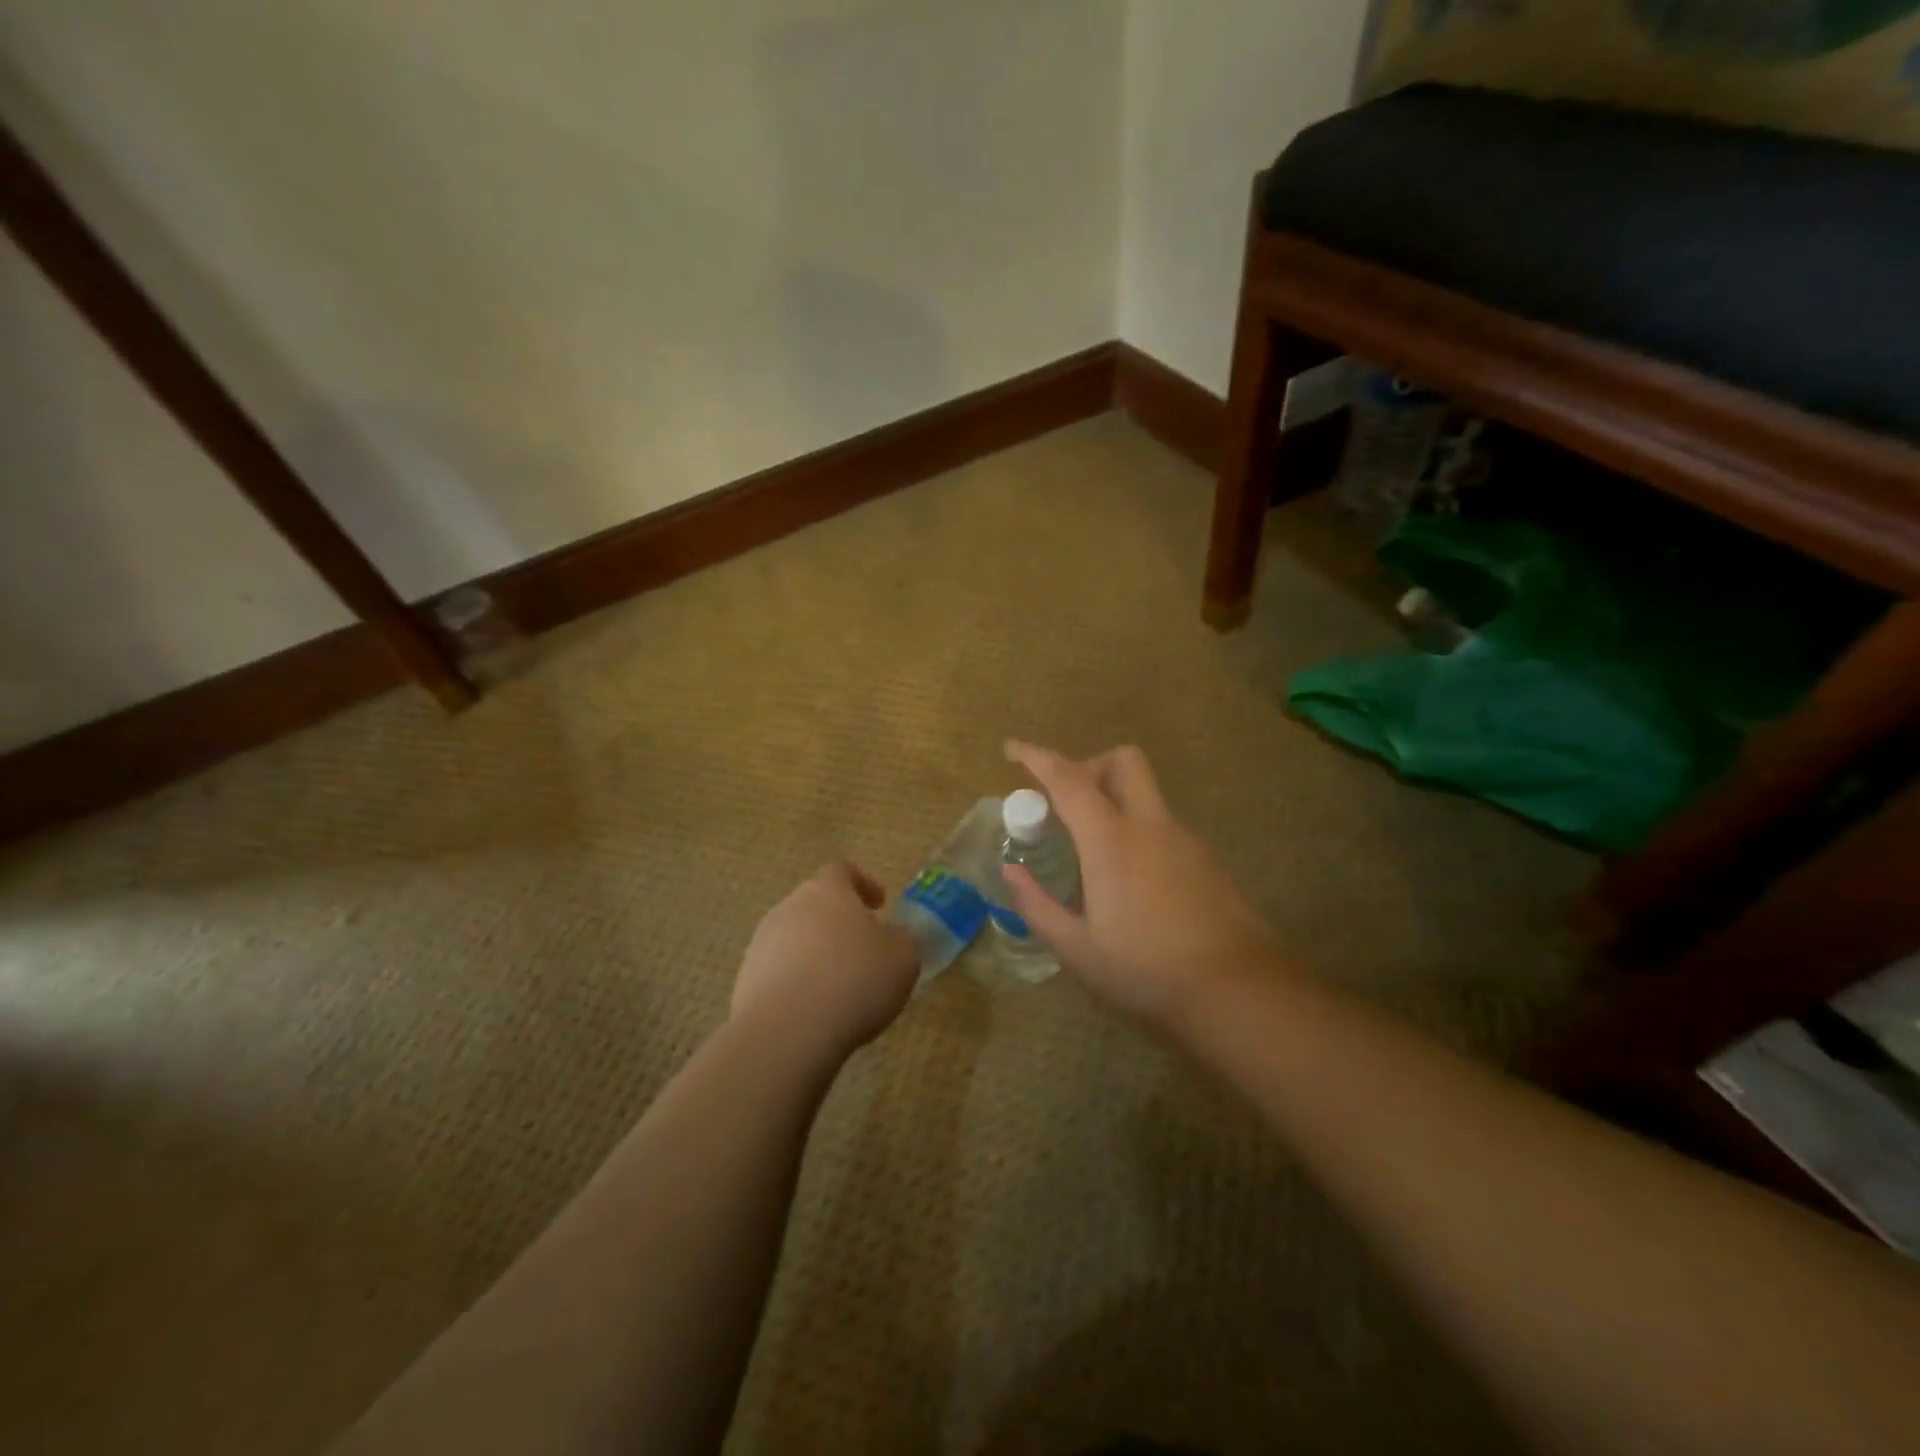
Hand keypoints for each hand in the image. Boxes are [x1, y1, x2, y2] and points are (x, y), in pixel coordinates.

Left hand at [732, 862, 919, 1058]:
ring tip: (839, 987)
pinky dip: (798, 984)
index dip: (864, 883)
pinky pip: (778, 973)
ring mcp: (761, 943)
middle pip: (815, 904)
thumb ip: (901, 939)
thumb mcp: (902, 957)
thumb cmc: (855, 980)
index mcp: (827, 890)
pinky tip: (815, 1012)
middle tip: (863, 949)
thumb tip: (893, 936)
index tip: (880, 904)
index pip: (842, 871)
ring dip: (816, 954)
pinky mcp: (745, 981)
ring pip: (795, 939)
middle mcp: (789, 907)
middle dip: (838, 923)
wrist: (788, 1032)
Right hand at [1000, 741, 1283, 1020]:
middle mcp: (1150, 825)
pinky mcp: (1206, 858)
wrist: (1238, 989)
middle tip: (1066, 802)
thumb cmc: (1146, 970)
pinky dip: (1138, 829)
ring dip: (1114, 800)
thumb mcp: (1077, 949)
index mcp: (1111, 840)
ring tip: (1093, 855)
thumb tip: (1010, 872)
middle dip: (1089, 765)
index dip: (1037, 757)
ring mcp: (1184, 838)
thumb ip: (1037, 905)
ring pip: (1146, 793)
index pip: (1068, 780)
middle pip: (1123, 761)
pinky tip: (1132, 881)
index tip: (1012, 749)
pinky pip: (1162, 824)